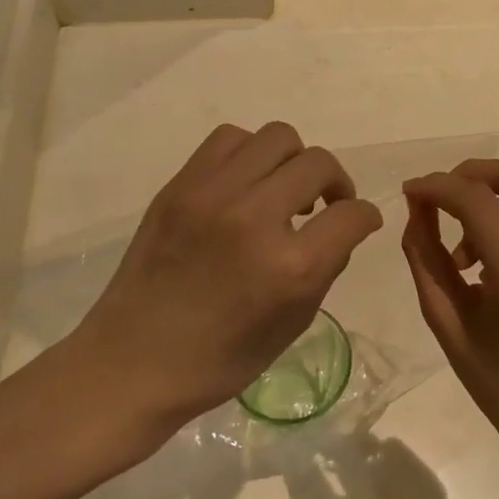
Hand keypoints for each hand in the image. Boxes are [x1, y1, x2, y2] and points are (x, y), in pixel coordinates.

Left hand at [70, 123, 382, 436]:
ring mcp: (213, 194)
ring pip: (278, 137)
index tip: (357, 223)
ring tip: (281, 191)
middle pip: (318, 163)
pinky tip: (244, 184)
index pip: (352, 214)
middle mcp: (255, 218)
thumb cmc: (220, 359)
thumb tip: (342, 225)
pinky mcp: (180, 185)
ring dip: (293, 162)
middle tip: (323, 206)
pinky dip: (249, 155)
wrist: (134, 360)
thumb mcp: (293, 324)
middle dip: (335, 184)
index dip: (365, 217)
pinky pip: (230, 139)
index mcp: (291, 267)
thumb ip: (327, 266)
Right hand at [402, 159, 498, 453]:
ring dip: (492, 204)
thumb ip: (425, 255)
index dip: (440, 186)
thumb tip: (418, 205)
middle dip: (474, 172)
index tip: (413, 191)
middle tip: (443, 196)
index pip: (481, 204)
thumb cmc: (494, 379)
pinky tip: (496, 267)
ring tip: (466, 255)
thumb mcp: (444, 319)